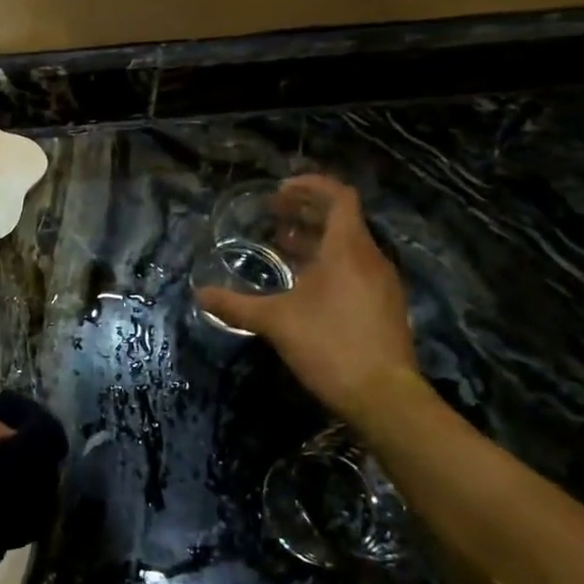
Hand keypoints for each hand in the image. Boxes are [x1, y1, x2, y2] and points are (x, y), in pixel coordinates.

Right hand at [196, 175, 421, 423]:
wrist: (384, 397)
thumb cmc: (329, 346)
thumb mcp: (275, 322)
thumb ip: (236, 305)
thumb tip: (199, 294)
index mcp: (348, 250)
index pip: (339, 197)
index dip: (310, 186)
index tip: (280, 190)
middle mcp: (370, 259)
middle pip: (342, 219)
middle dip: (306, 211)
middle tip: (272, 213)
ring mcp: (382, 284)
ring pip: (348, 246)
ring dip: (315, 239)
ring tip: (281, 245)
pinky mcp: (384, 306)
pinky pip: (355, 268)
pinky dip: (328, 263)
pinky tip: (302, 284)